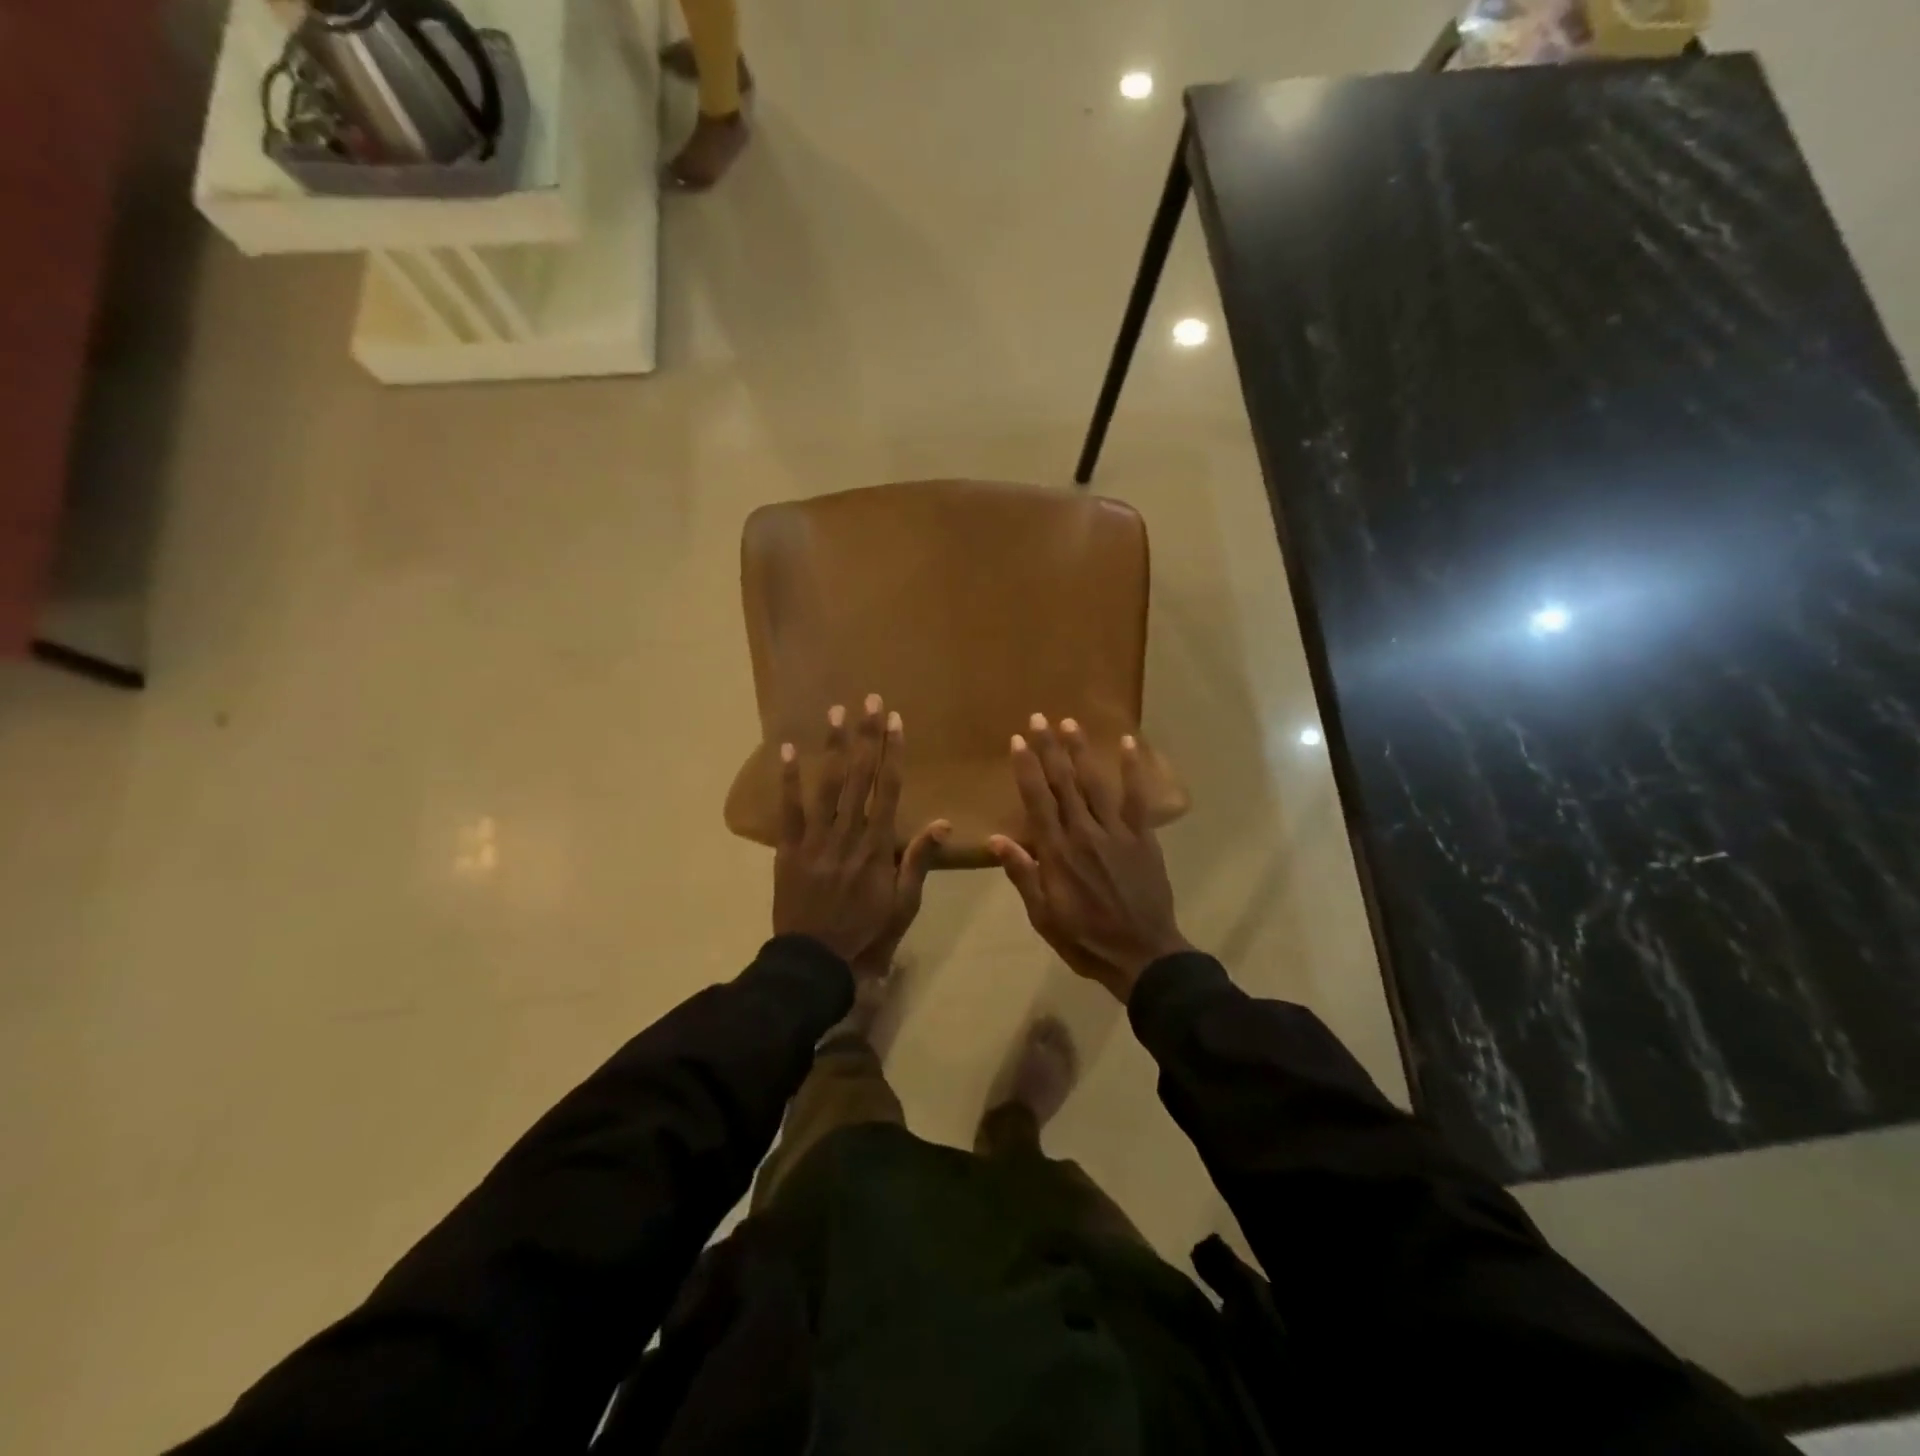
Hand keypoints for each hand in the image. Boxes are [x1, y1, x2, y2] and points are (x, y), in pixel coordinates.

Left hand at [773, 695, 949, 969]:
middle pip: (859, 777)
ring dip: (832, 747)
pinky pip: (788, 810)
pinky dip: (787, 780)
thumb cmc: (867, 932)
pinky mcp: (788, 849)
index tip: (895, 722)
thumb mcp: (904, 903)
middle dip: (865, 736)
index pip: (888, 790)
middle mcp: (848, 835)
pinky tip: (786, 751)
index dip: (892, 753)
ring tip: (836, 712)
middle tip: (869, 700)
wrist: (816, 962)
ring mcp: (815, 840)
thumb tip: (944, 822)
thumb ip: (919, 859)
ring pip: (826, 786)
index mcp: (877, 847)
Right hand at [988, 715, 1191, 1002]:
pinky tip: (1128, 744)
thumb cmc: (1085, 938)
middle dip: (1049, 749)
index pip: (1037, 801)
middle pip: (1063, 783)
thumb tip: (996, 839)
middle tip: (1038, 718)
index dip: (1026, 768)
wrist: (1142, 955)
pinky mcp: (1142, 837)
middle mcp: (1084, 833)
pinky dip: (1133, 770)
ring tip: (1069, 723)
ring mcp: (1116, 832)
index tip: (1017, 741)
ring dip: (1081, 751)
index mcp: (1057, 852)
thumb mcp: (1043, 915)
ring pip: (1095, 784)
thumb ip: (1023, 874)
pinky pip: (1137, 798)